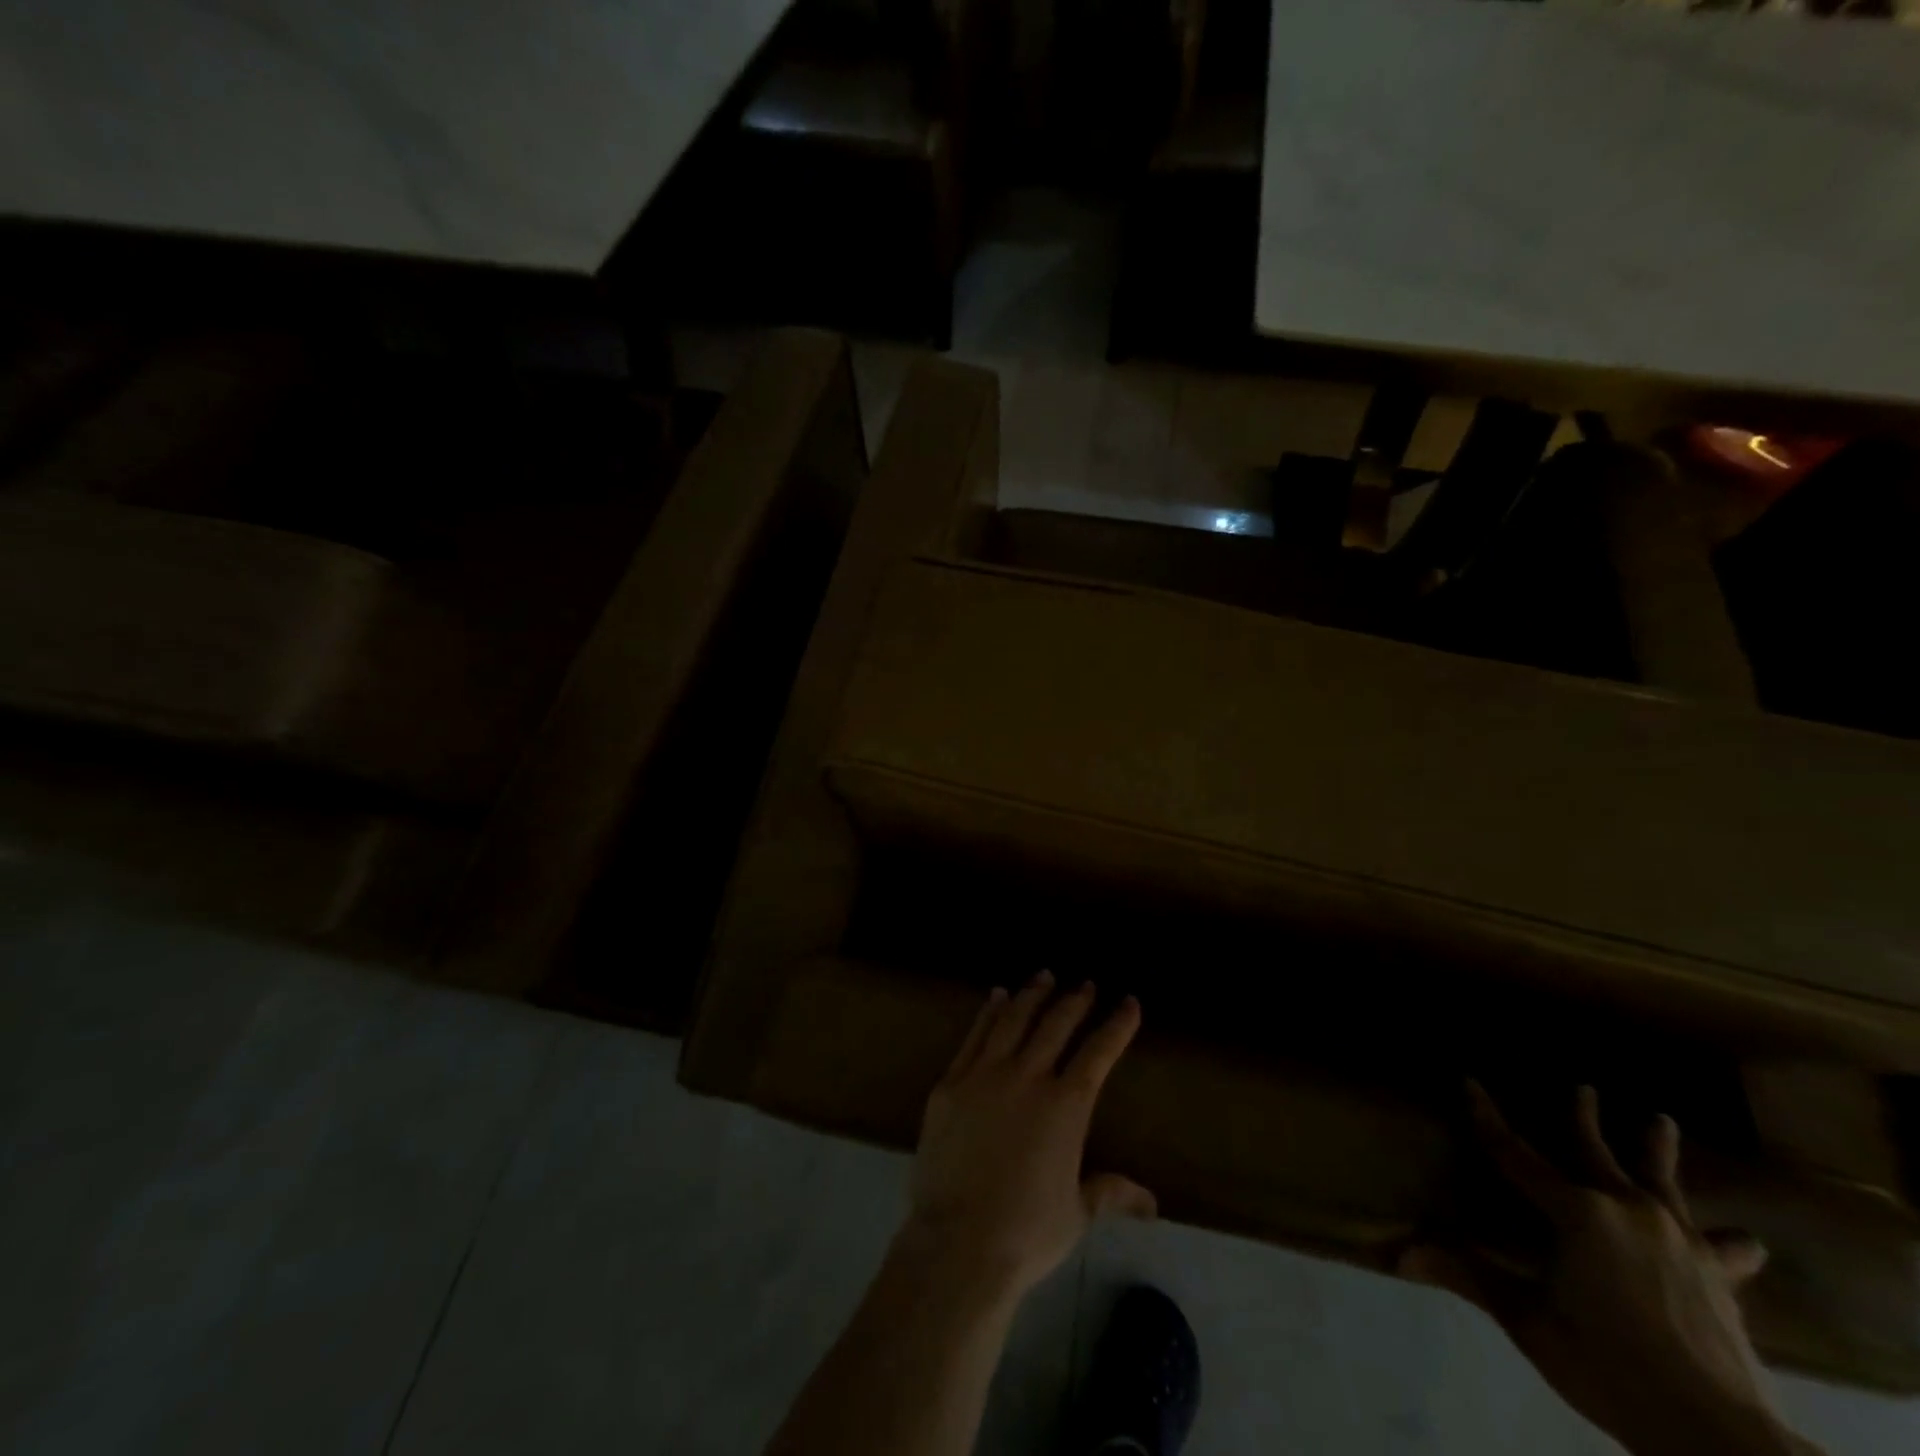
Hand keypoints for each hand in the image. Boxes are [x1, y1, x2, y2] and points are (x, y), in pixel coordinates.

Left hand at [901, 972, 1155, 1300]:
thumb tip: (1152, 1205)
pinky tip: (996, 996)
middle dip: (1075, 1000)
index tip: (1129, 1002)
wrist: (958, 1243)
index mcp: (1065, 1106)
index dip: (1117, 1025)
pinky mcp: (951, 1082)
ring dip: (1032, 994)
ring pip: (1013, 1019)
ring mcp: (984, 1075)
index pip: (1098, 1052)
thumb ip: (1110, 1193)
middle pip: (1055, 1025)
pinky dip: (988, 1012)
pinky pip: (974, 1036)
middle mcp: (1027, 1077)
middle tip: (1087, 983)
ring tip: (1045, 975)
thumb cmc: (1026, 1232)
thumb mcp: (1077, 1213)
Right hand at [1402, 1084, 1815, 1455]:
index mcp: (1577, 1213)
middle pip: (1596, 1152)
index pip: (1515, 1153)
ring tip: (1661, 1120)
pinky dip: (1728, 1241)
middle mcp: (1627, 1210)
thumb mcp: (1528, 1321)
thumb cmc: (1609, 1366)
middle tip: (1583, 1086)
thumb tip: (1400, 1253)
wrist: (1721, 1437)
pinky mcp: (1718, 1278)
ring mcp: (1679, 1242)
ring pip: (1662, 1182)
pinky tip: (1747, 1241)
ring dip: (1657, 1149)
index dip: (1486, 1117)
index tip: (1469, 1081)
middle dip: (1582, 1117)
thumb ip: (1469, 1277)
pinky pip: (1719, 1248)